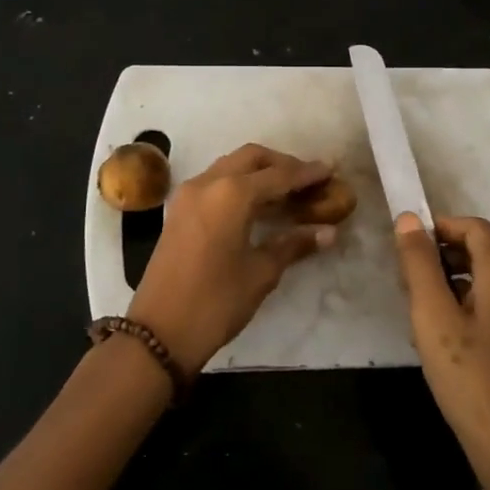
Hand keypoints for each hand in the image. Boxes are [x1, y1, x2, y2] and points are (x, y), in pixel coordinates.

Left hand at [128, 144, 338, 373]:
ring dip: (258, 172)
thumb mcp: (261, 273)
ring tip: (286, 193)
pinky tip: (257, 206)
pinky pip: (214, 182)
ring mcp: (188, 195)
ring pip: (230, 166)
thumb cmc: (216, 301)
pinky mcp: (179, 211)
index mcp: (231, 194)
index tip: (330, 170)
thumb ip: (293, 244)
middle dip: (281, 164)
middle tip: (307, 181)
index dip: (307, 173)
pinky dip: (238, 184)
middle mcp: (208, 183)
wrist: (159, 331)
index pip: (278, 175)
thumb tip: (328, 231)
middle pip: (251, 158)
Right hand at [394, 212, 489, 489]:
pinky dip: (467, 310)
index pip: (476, 229)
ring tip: (419, 313)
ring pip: (487, 286)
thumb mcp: (433, 318)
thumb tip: (408, 219)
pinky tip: (444, 342)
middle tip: (406, 281)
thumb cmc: (471, 380)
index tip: (406, 243)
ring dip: (452, 285)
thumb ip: (419, 266)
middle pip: (483, 255)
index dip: (441, 226)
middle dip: (442, 257)